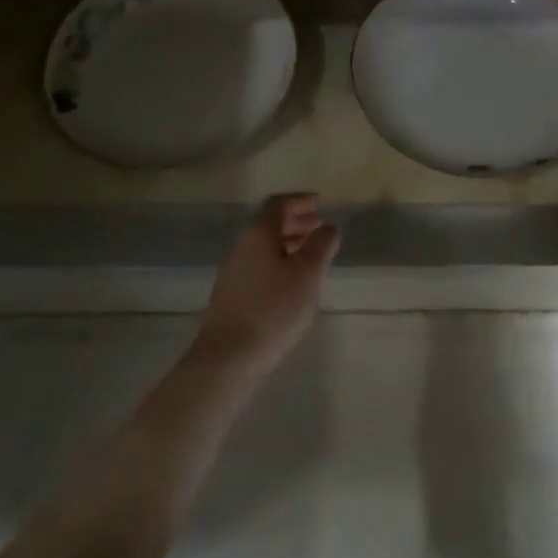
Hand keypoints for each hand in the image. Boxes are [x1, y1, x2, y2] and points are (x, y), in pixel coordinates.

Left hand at [195, 195, 340, 369]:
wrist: (229, 356)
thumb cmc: (274, 309)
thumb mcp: (307, 275)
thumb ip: (321, 246)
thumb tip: (328, 227)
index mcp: (258, 234)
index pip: (277, 204)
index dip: (299, 200)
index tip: (320, 203)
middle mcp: (242, 246)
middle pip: (269, 223)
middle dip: (295, 221)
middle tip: (319, 225)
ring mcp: (234, 271)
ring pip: (264, 246)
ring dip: (288, 242)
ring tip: (311, 252)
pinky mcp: (233, 294)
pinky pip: (259, 264)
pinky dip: (279, 261)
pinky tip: (293, 280)